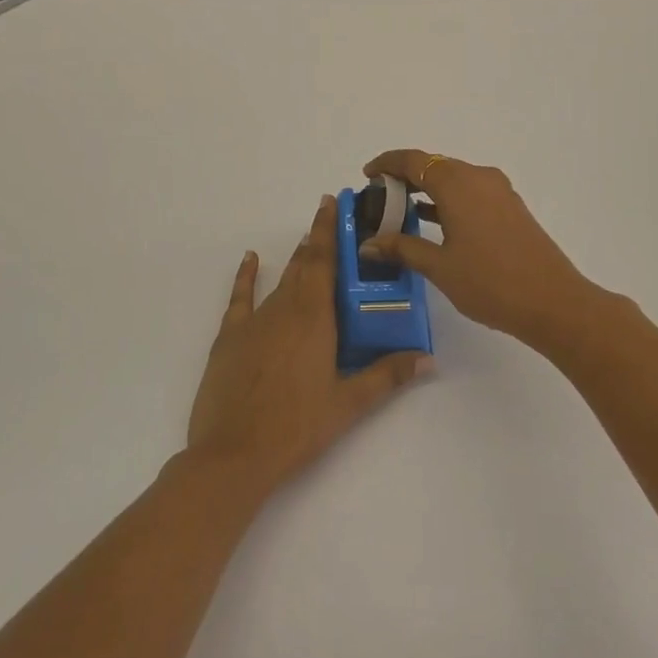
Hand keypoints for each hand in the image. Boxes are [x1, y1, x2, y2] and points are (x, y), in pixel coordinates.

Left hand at [186, 196, 430, 496]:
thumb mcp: (349, 404)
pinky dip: (246, 276)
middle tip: (332, 217)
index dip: (330, 230)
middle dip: (318, 238)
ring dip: (295, 258)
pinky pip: (240, 297)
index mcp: (314, 317)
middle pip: (304, 264)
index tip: (334, 202)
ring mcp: (254, 321)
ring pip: (280, 279)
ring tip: (308, 240)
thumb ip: (387, 375)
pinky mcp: (230, 337)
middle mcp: (284, 308)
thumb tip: (428, 359)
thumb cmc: (297, 428)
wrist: (234, 454)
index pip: (325, 261)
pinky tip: (250, 259)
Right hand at [360, 151, 611, 352]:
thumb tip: (368, 244)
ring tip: (400, 212)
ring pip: (454, 179)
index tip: (367, 175)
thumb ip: (402, 248)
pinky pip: (470, 192)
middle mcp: (479, 178)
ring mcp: (499, 192)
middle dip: (405, 177)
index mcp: (458, 185)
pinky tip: (434, 223)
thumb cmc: (491, 283)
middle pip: (434, 166)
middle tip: (379, 199)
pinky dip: (447, 200)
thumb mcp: (439, 267)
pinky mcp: (510, 208)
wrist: (554, 303)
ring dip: (427, 190)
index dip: (387, 163)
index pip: (414, 161)